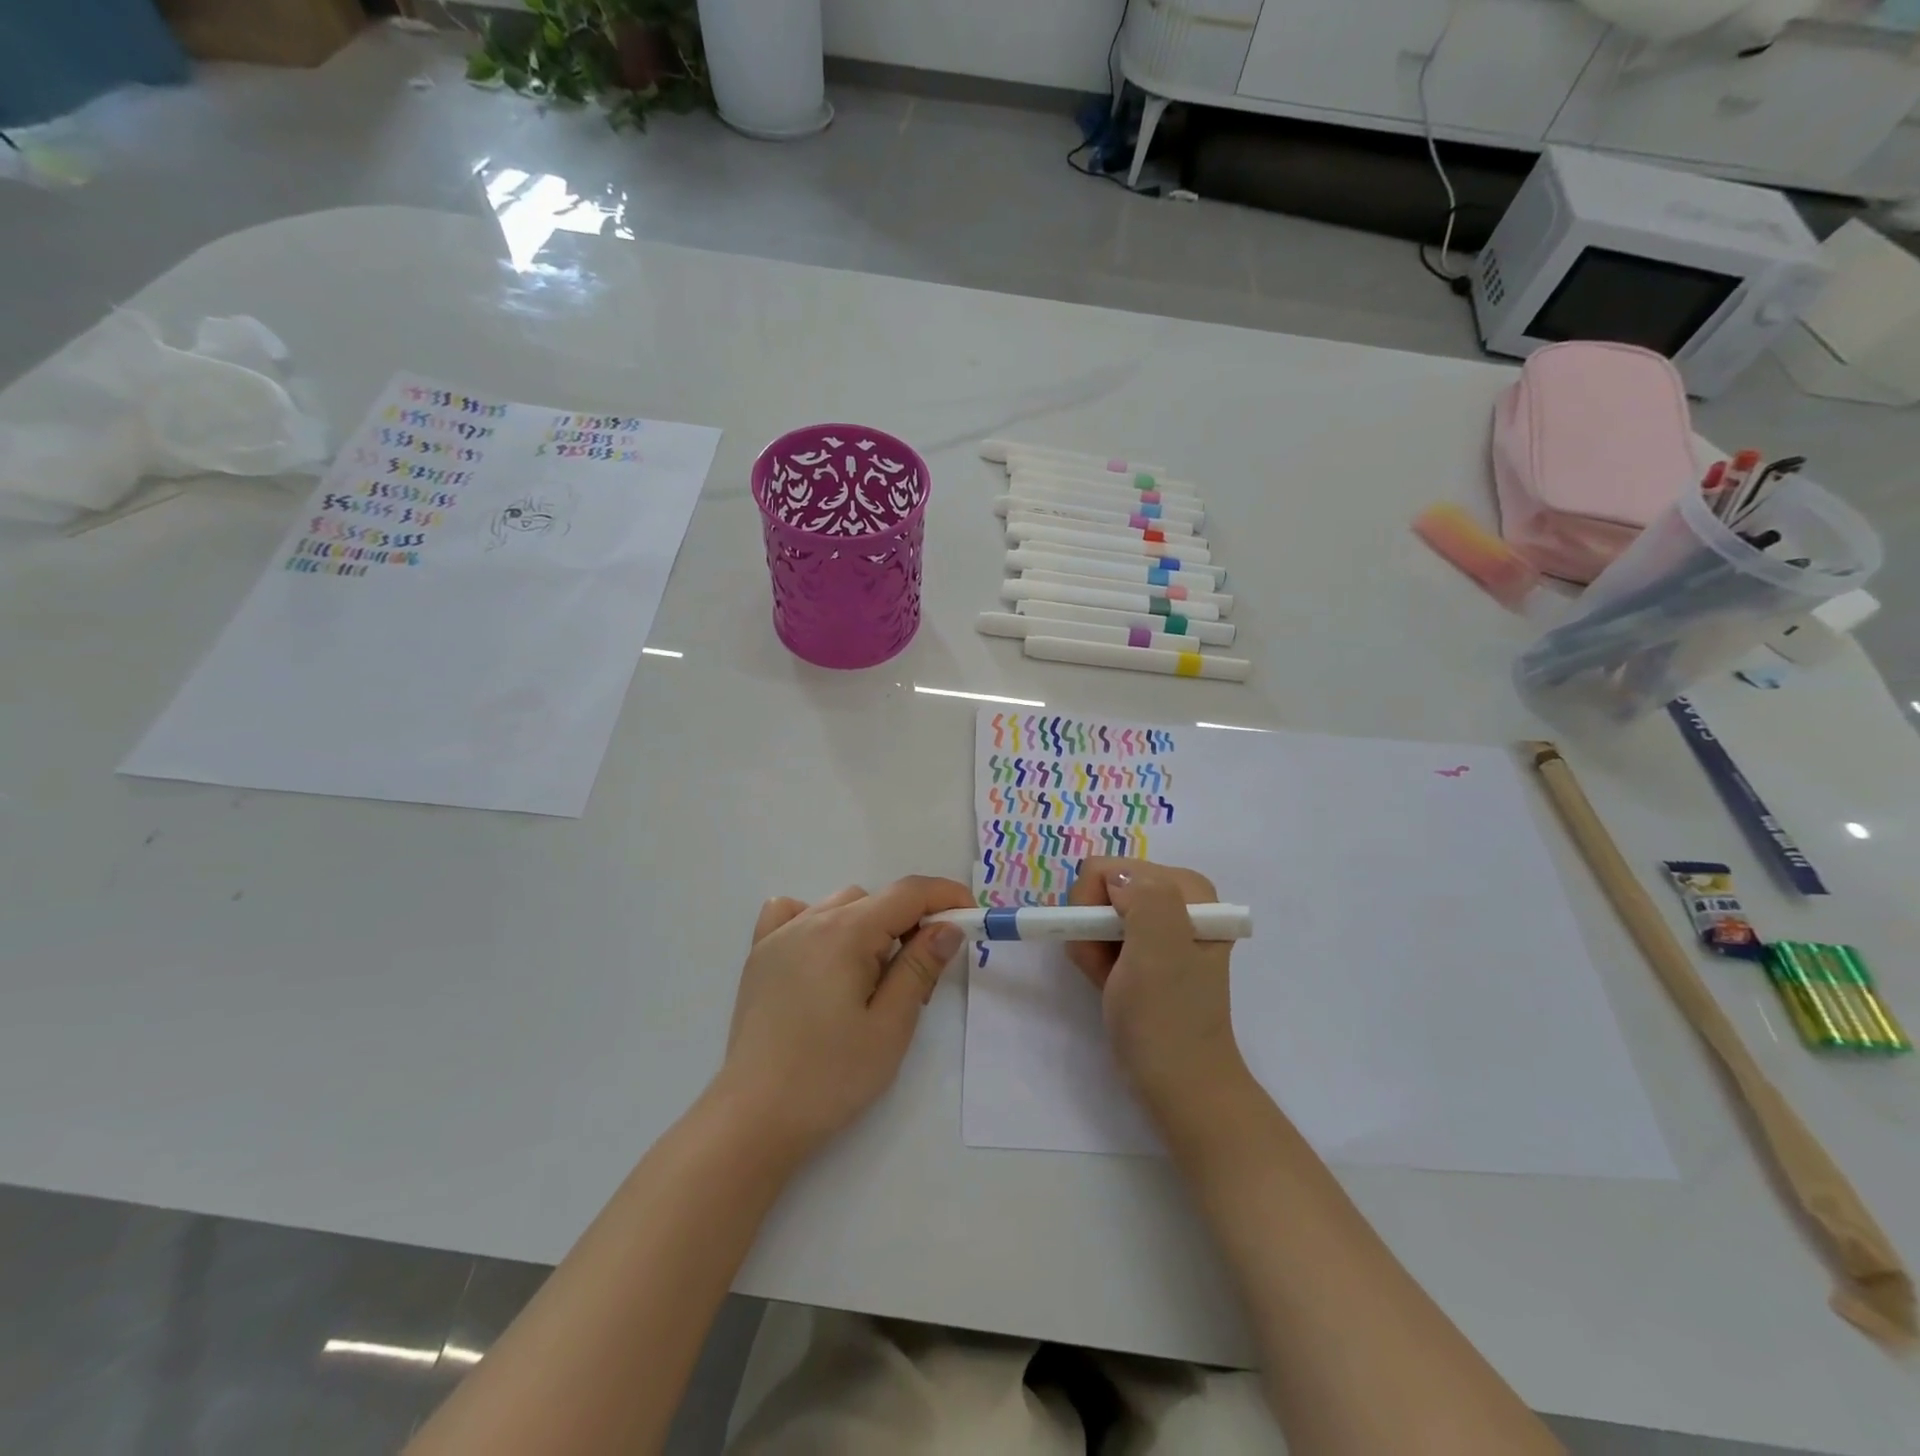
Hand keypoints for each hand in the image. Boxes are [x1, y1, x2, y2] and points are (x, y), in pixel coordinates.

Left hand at [716, 876, 973, 1159]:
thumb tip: (948, 926)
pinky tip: (823, 954)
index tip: (971, 919)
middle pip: (877, 899)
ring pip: (841, 904)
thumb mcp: (890, 1026)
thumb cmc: (830, 1076)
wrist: (754, 1118)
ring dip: (869, 925)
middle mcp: (811, 920)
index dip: (946, 897)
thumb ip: (920, 967)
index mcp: (846, 932)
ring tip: (872, 979)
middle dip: (910, 925)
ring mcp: (780, 935)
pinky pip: (792, 913)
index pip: (908, 893)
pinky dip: (819, 920)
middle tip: (920, 981)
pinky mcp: (760, 956)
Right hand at [1066, 858, 1250, 1121]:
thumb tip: (1116, 878)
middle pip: (1102, 888)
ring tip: (1113, 982)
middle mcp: (1176, 898)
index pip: (1110, 870)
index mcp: (1188, 889)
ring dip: (1092, 947)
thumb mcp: (1158, 953)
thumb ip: (1144, 899)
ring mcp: (1161, 925)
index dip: (1094, 907)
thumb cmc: (1166, 1020)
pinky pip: (1102, 935)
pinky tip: (1112, 985)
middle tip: (1109, 968)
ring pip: (1096, 913)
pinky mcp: (1147, 950)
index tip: (1108, 949)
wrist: (1180, 1086)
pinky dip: (1097, 959)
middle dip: (1092, 927)